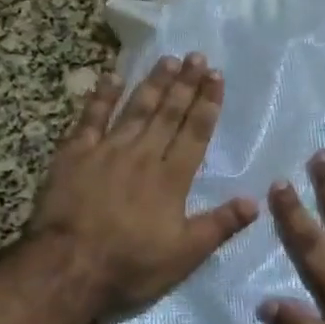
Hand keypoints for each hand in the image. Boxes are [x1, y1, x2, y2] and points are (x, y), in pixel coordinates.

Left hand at [29, 53, 257, 317]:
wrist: (68, 267)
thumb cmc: (130, 266)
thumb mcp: (184, 255)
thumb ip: (220, 225)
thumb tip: (256, 201)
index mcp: (171, 179)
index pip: (195, 133)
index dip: (207, 104)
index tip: (216, 77)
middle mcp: (143, 155)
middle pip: (168, 114)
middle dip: (185, 84)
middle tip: (197, 57)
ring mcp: (107, 151)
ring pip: (135, 109)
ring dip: (153, 83)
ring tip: (168, 60)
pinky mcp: (74, 155)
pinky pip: (91, 118)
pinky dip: (102, 97)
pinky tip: (111, 78)